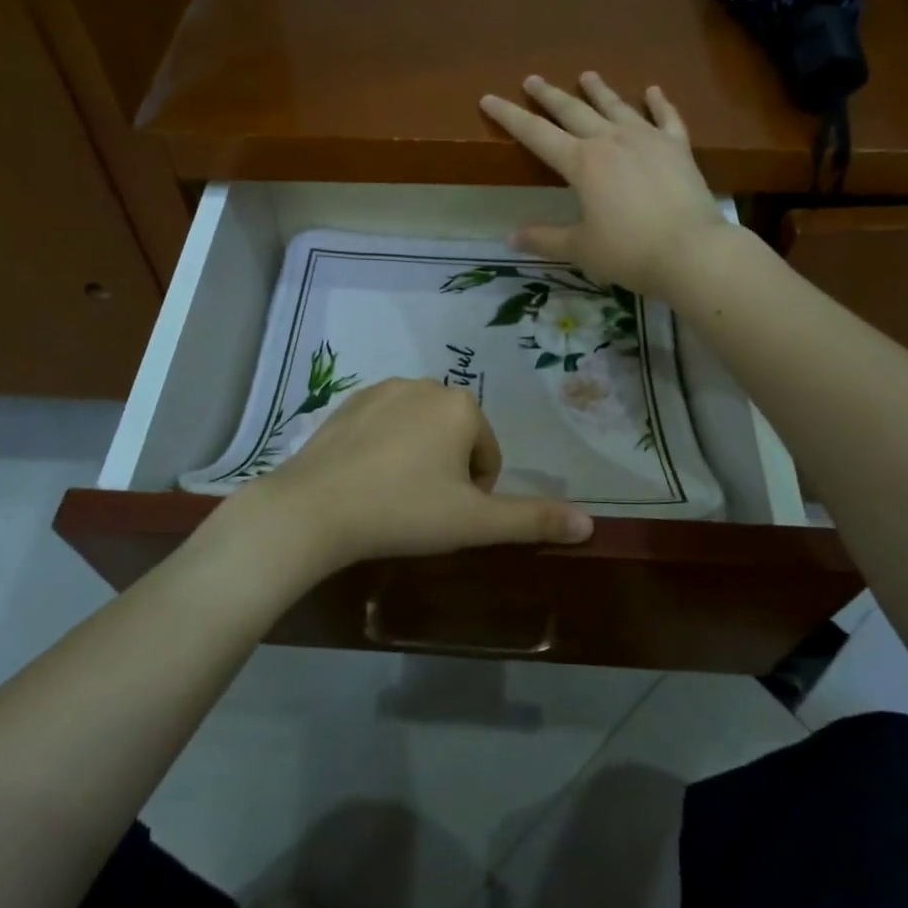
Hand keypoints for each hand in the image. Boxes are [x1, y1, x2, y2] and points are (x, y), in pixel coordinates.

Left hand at [230, 378, 592, 575]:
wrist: (315, 508)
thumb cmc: (403, 512)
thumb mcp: (474, 523)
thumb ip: (533, 520)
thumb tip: (591, 524)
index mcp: (461, 405)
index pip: (488, 454)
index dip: (474, 493)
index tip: (446, 517)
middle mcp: (426, 384)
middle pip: (455, 437)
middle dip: (447, 472)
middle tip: (420, 509)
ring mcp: (383, 388)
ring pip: (420, 429)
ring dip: (417, 458)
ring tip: (392, 496)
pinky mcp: (349, 399)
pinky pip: (384, 424)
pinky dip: (384, 447)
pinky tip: (365, 478)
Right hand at [480, 72, 732, 299]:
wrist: (692, 251)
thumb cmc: (629, 252)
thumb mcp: (580, 248)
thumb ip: (545, 239)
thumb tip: (510, 238)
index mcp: (582, 163)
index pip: (536, 134)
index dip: (509, 116)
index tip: (488, 98)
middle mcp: (611, 140)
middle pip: (573, 110)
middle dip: (549, 95)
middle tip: (533, 79)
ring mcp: (647, 139)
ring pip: (616, 106)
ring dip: (598, 90)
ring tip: (586, 75)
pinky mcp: (678, 147)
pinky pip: (666, 118)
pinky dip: (659, 103)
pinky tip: (653, 90)